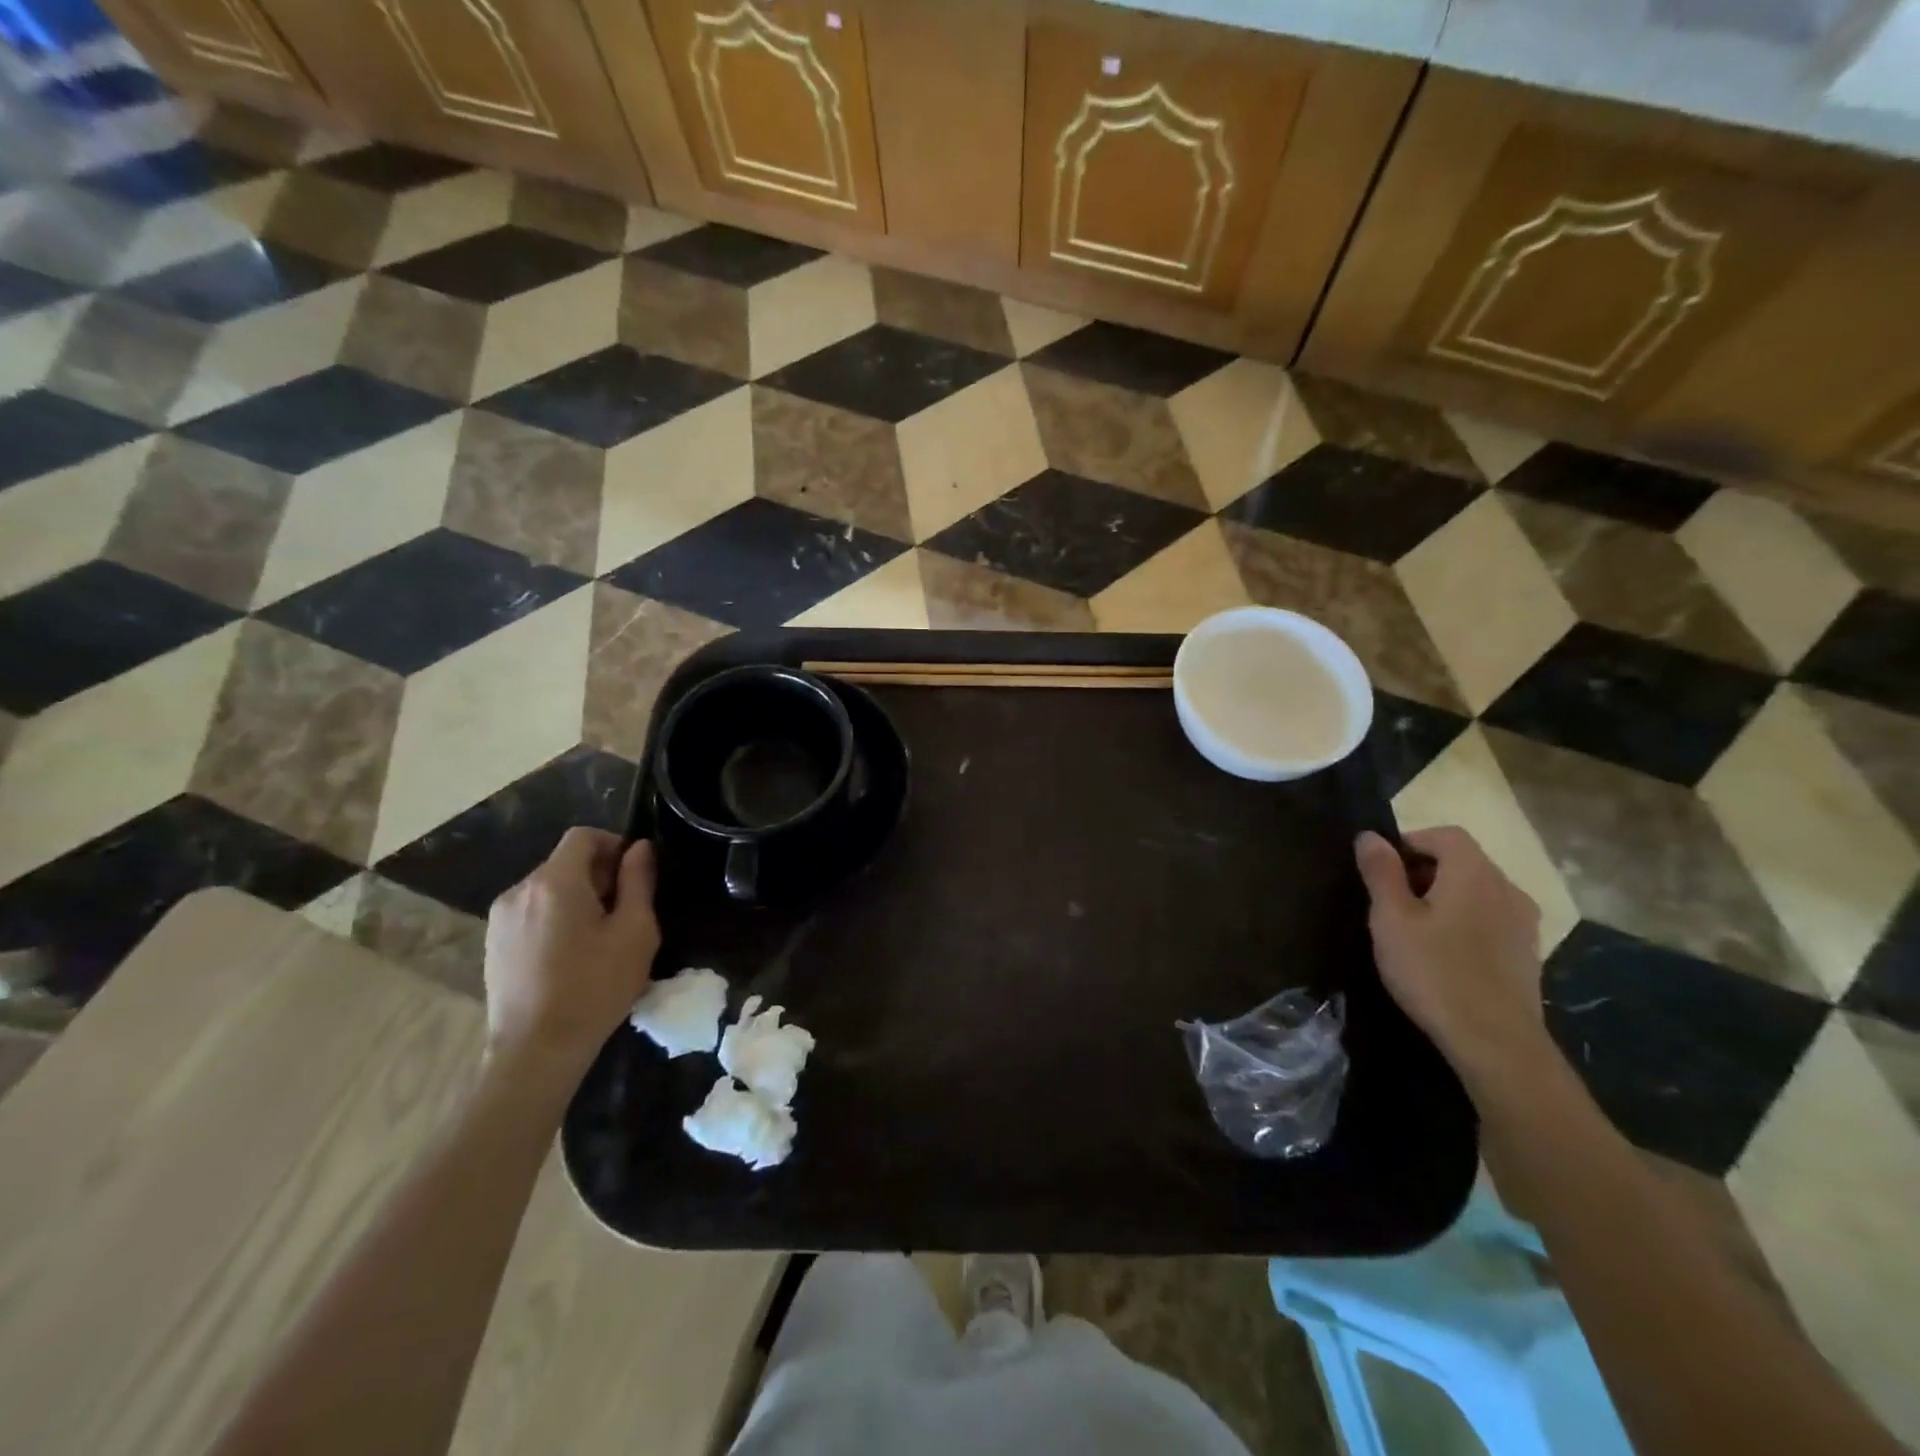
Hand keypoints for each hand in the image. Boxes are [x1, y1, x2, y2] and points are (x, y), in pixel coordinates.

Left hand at [484, 828, 660, 1073]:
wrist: (536, 1052)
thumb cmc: (595, 987)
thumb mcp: (635, 931)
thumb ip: (639, 882)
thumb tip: (640, 848)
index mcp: (555, 882)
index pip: (583, 836)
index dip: (614, 844)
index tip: (634, 874)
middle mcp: (520, 890)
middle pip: (564, 862)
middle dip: (598, 874)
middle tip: (624, 909)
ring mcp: (500, 919)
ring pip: (547, 889)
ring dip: (576, 897)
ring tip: (599, 936)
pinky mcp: (492, 944)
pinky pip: (531, 913)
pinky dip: (554, 918)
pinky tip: (570, 955)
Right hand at [1354, 827, 1550, 1087]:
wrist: (1496, 1043)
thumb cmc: (1434, 972)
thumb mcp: (1391, 918)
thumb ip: (1380, 872)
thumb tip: (1370, 837)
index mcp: (1475, 874)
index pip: (1445, 835)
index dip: (1410, 842)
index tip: (1381, 870)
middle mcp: (1507, 889)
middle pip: (1464, 861)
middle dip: (1424, 870)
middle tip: (1390, 901)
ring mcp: (1524, 923)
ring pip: (1477, 891)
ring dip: (1445, 897)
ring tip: (1414, 929)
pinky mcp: (1528, 953)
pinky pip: (1491, 919)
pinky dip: (1465, 921)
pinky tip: (1444, 954)